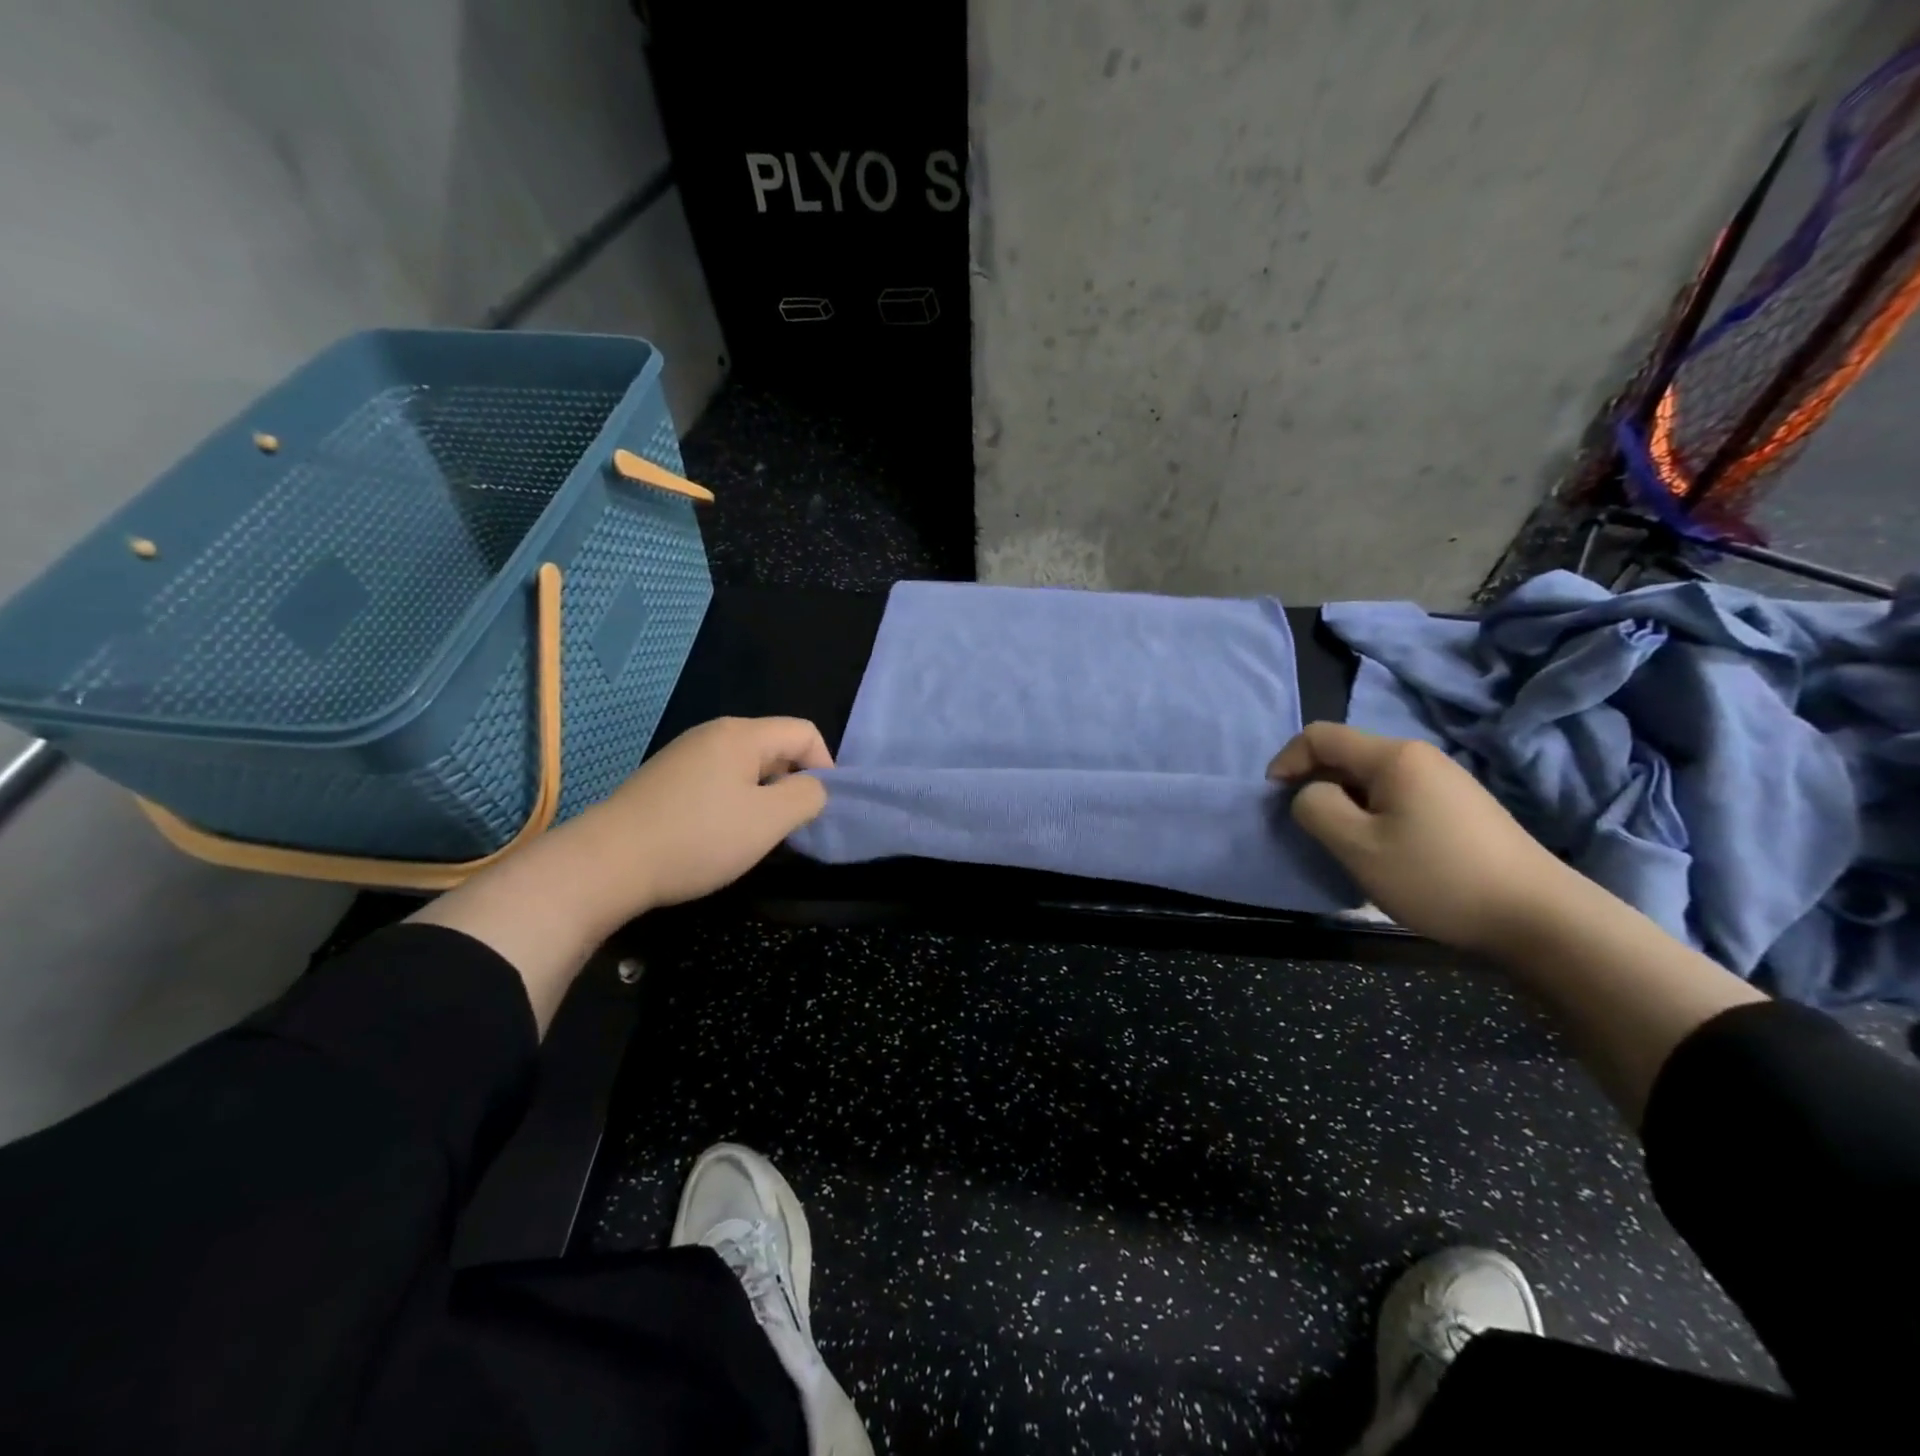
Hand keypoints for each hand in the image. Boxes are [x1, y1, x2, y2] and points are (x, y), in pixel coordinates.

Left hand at [581, 715, 832, 913]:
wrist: (606, 863)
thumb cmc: (698, 838)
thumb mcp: (768, 821)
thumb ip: (807, 797)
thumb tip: (814, 788)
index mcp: (741, 734)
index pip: (804, 732)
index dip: (825, 766)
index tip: (818, 809)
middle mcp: (713, 734)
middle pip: (775, 746)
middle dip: (793, 782)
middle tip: (789, 826)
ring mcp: (685, 755)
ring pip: (747, 766)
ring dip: (764, 796)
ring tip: (755, 834)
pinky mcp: (666, 779)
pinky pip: (718, 780)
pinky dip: (734, 802)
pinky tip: (719, 834)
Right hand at [1270, 721, 1578, 955]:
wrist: (1538, 917)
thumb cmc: (1437, 877)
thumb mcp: (1357, 846)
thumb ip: (1315, 808)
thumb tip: (1309, 795)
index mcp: (1393, 756)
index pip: (1319, 735)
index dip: (1286, 761)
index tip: (1275, 800)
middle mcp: (1420, 756)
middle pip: (1346, 755)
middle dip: (1315, 784)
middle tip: (1309, 830)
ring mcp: (1445, 781)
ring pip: (1370, 778)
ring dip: (1344, 803)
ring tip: (1344, 845)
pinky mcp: (1460, 807)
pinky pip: (1397, 796)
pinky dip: (1373, 814)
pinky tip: (1384, 851)